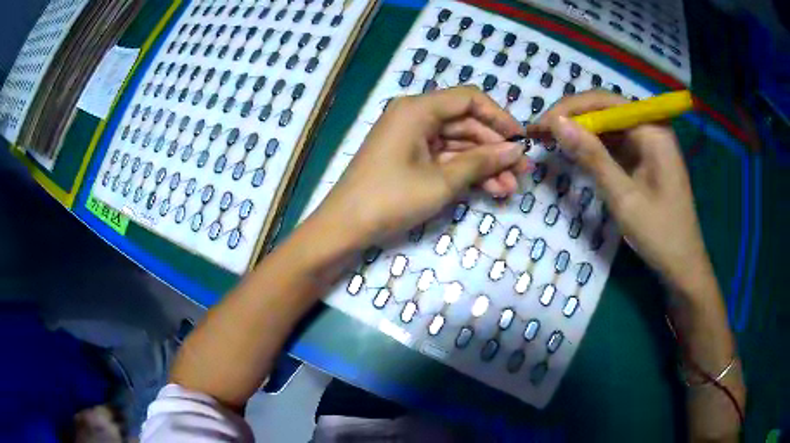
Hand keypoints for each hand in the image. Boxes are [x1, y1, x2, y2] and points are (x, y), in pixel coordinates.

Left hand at [312, 86, 529, 244]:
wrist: (345, 227)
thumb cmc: (391, 198)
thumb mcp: (442, 181)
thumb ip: (482, 162)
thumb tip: (516, 150)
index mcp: (418, 109)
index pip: (469, 99)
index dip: (499, 117)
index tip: (521, 139)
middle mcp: (415, 116)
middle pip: (466, 123)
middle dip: (495, 148)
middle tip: (522, 171)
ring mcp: (412, 138)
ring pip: (458, 144)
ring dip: (485, 164)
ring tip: (511, 187)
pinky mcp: (410, 158)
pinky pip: (445, 158)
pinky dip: (466, 172)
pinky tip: (492, 189)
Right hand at [531, 91, 714, 295]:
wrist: (682, 265)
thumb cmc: (659, 233)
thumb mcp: (624, 197)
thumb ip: (592, 157)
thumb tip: (556, 123)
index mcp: (652, 130)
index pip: (604, 102)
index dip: (569, 109)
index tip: (540, 126)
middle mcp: (650, 128)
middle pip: (605, 110)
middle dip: (571, 118)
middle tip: (538, 133)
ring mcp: (648, 143)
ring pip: (607, 126)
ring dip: (579, 132)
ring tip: (548, 140)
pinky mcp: (644, 158)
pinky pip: (615, 143)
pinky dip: (593, 147)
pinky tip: (574, 152)